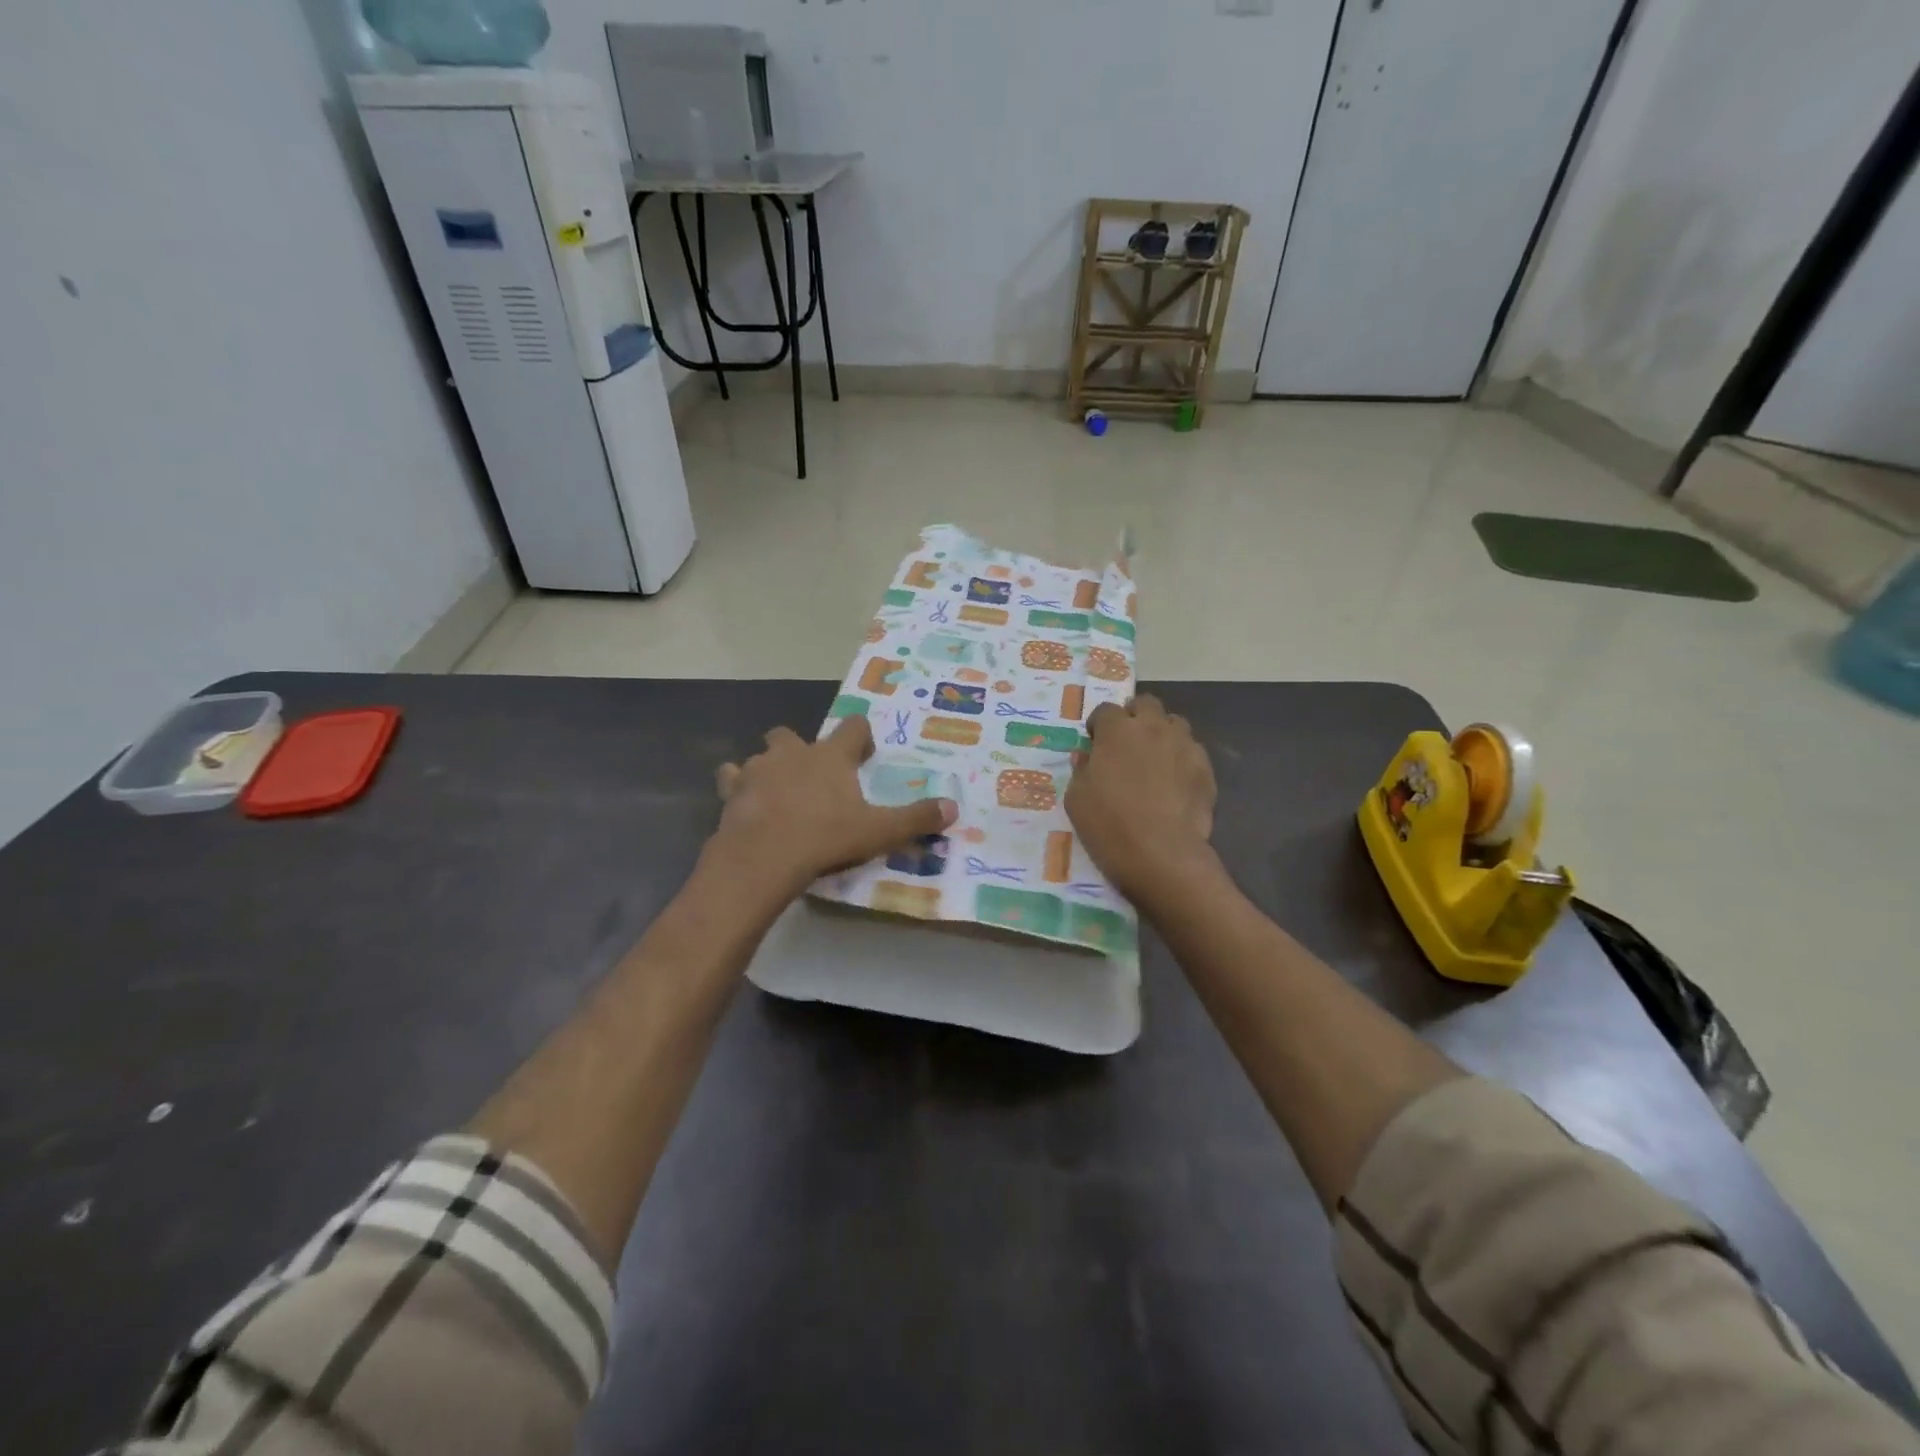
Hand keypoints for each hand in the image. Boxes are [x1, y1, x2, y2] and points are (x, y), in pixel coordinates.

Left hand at [708, 717, 957, 905]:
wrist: (763, 857)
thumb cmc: (825, 838)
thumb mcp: (878, 832)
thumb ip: (915, 819)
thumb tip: (954, 808)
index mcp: (831, 756)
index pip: (852, 727)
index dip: (861, 737)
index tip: (865, 755)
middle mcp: (793, 753)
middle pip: (793, 734)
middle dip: (803, 748)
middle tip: (815, 774)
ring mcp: (758, 769)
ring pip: (762, 754)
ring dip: (770, 766)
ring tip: (779, 791)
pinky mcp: (732, 791)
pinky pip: (732, 778)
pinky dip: (738, 786)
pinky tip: (745, 802)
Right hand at [1066, 695, 1216, 902]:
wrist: (1162, 854)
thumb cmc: (1109, 824)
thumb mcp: (1076, 798)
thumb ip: (1081, 769)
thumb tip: (1087, 756)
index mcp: (1117, 731)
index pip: (1105, 710)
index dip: (1098, 725)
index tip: (1094, 742)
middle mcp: (1153, 728)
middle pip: (1145, 704)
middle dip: (1134, 716)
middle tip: (1126, 742)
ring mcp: (1184, 745)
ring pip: (1174, 722)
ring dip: (1161, 732)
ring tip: (1154, 757)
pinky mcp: (1205, 768)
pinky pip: (1192, 750)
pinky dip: (1181, 757)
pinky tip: (1174, 781)